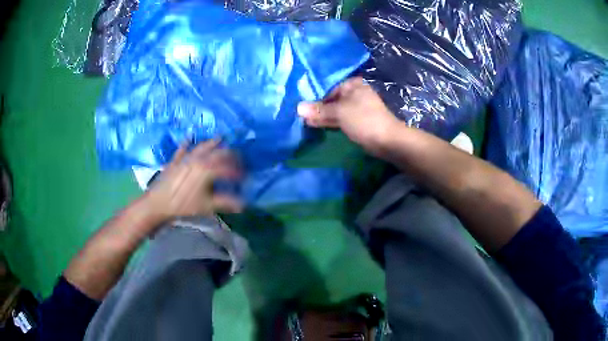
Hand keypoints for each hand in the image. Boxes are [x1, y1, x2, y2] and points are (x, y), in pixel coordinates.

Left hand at [142, 139, 242, 223]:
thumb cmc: (184, 204)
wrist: (158, 203)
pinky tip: (189, 137)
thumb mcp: (207, 206)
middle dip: (230, 154)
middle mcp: (198, 159)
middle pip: (218, 153)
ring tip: (221, 138)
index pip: (228, 168)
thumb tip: (243, 204)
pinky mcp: (175, 160)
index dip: (238, 172)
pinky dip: (187, 143)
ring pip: (202, 146)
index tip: (245, 177)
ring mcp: (186, 158)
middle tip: (237, 158)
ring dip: (212, 143)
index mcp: (208, 169)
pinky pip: (183, 149)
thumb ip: (226, 203)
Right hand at [297, 77, 399, 154]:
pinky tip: (316, 125)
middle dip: (317, 108)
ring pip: (335, 110)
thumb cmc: (363, 119)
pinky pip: (340, 119)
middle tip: (300, 116)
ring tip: (305, 122)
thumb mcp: (339, 112)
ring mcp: (356, 108)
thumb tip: (298, 108)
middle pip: (331, 99)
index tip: (301, 106)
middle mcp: (354, 94)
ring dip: (322, 116)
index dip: (314, 97)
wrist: (386, 140)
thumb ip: (319, 109)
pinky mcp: (357, 121)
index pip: (328, 88)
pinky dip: (330, 122)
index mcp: (352, 85)